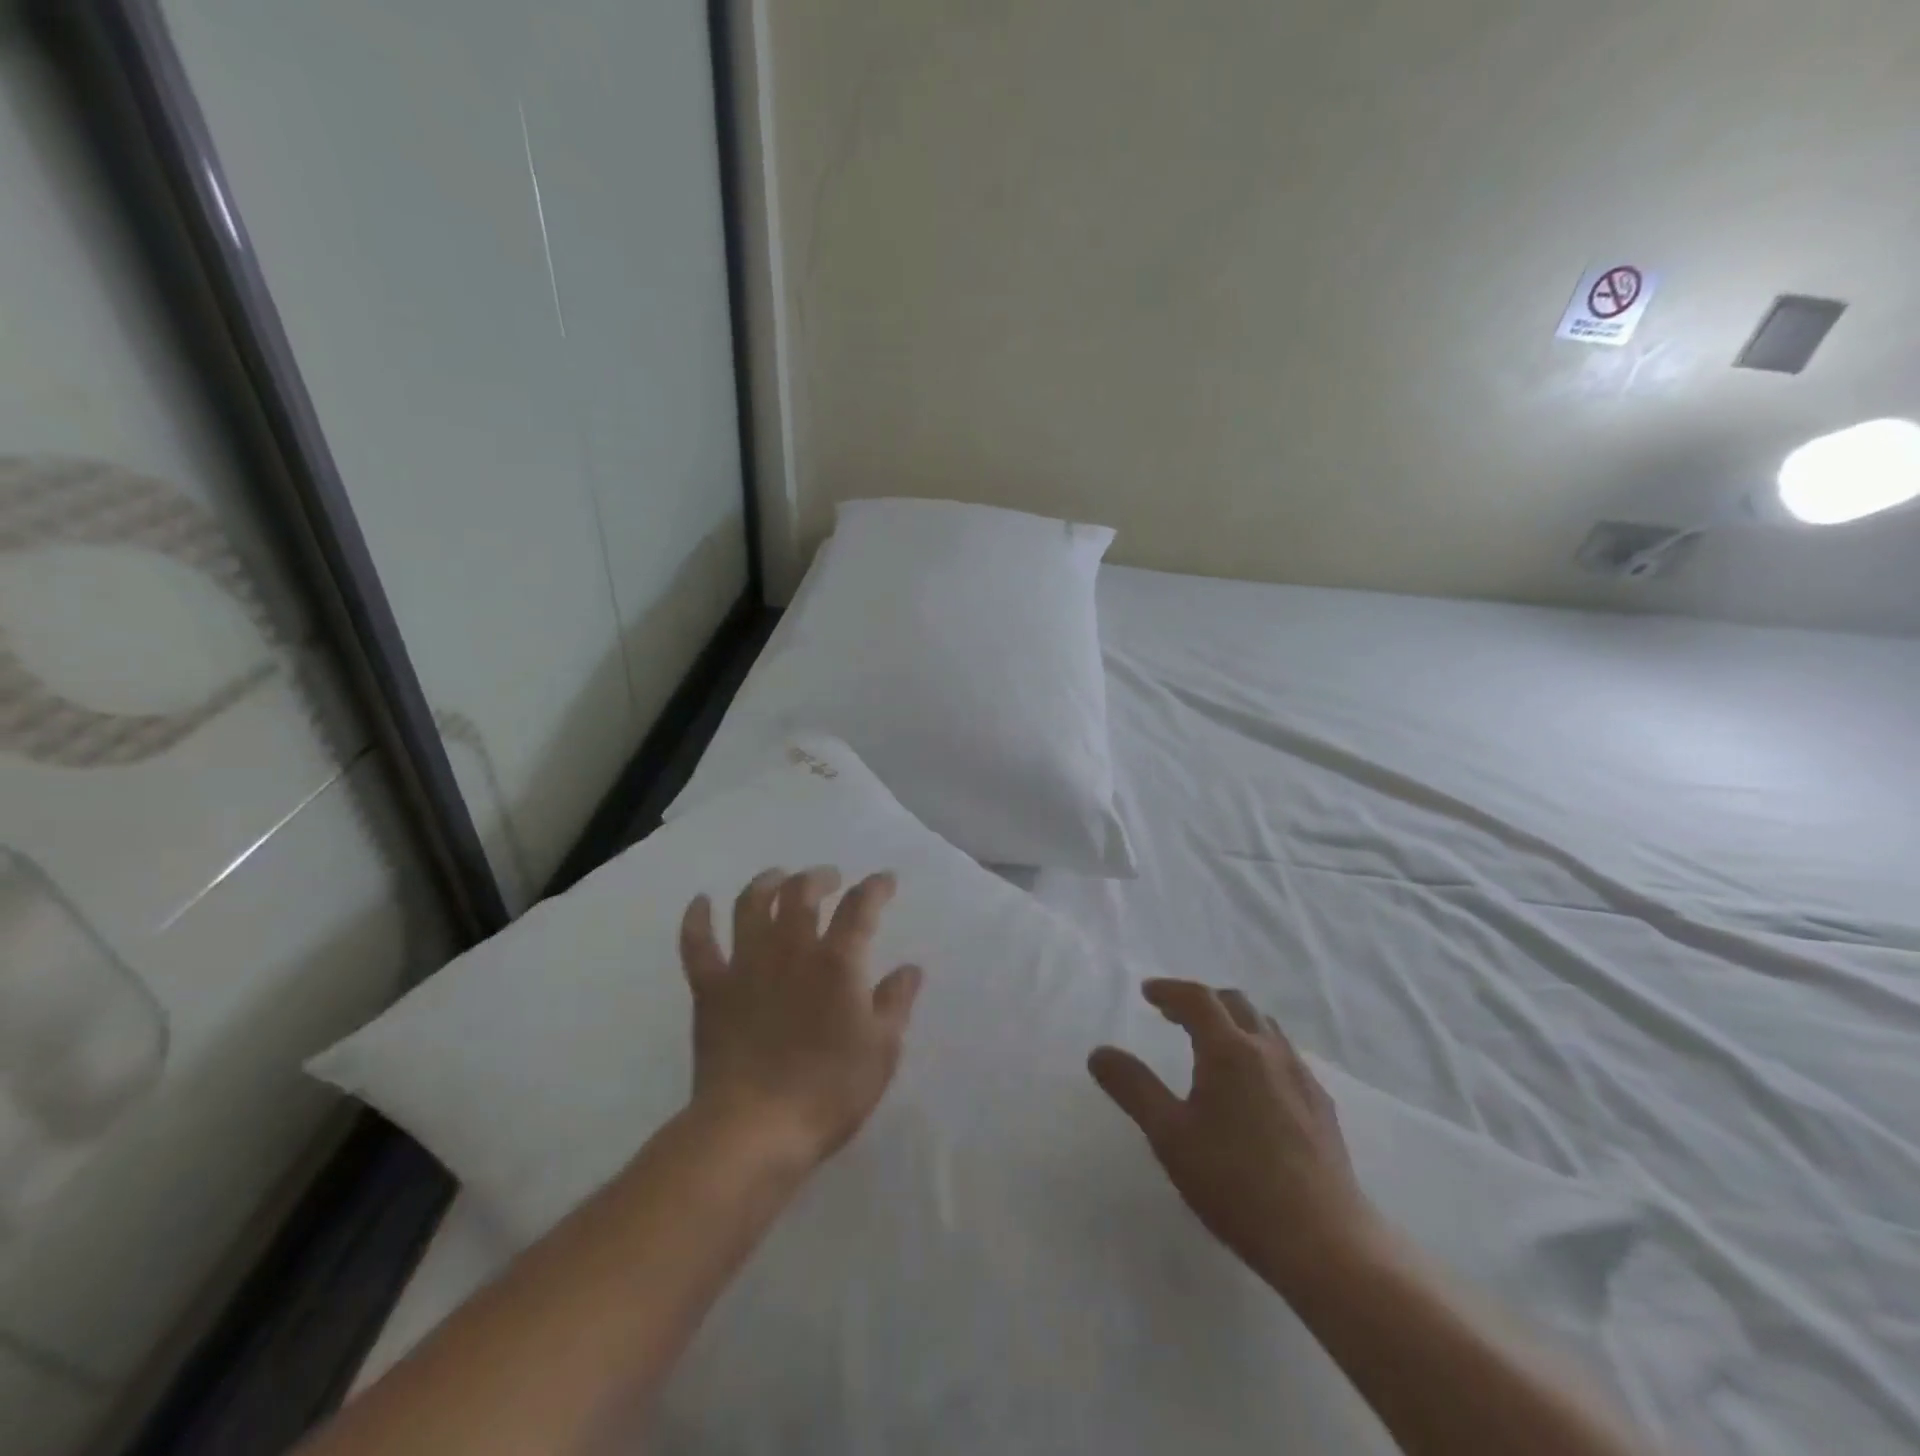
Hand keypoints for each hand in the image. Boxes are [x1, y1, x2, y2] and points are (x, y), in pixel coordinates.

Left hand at [679, 868, 922, 1169]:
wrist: (754, 1129)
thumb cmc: (829, 1091)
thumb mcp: (882, 1049)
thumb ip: (896, 1002)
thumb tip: (910, 968)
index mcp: (837, 962)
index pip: (860, 906)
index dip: (875, 887)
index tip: (884, 880)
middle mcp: (790, 950)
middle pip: (801, 893)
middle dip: (818, 878)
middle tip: (828, 879)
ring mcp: (746, 966)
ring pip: (751, 905)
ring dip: (766, 883)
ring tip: (777, 878)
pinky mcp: (711, 989)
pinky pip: (698, 944)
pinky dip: (697, 919)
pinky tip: (701, 902)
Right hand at [1088, 980, 1380, 1299]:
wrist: (1324, 1242)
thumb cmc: (1235, 1183)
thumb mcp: (1169, 1135)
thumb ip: (1133, 1088)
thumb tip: (1099, 1053)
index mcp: (1229, 1050)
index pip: (1197, 999)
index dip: (1169, 990)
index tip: (1147, 993)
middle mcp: (1268, 1051)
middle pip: (1234, 1003)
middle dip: (1201, 1001)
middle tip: (1173, 1015)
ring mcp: (1301, 1077)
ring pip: (1264, 1027)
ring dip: (1233, 1021)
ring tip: (1211, 1044)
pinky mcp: (1322, 1106)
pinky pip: (1284, 1056)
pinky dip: (1258, 1049)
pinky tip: (1252, 1086)